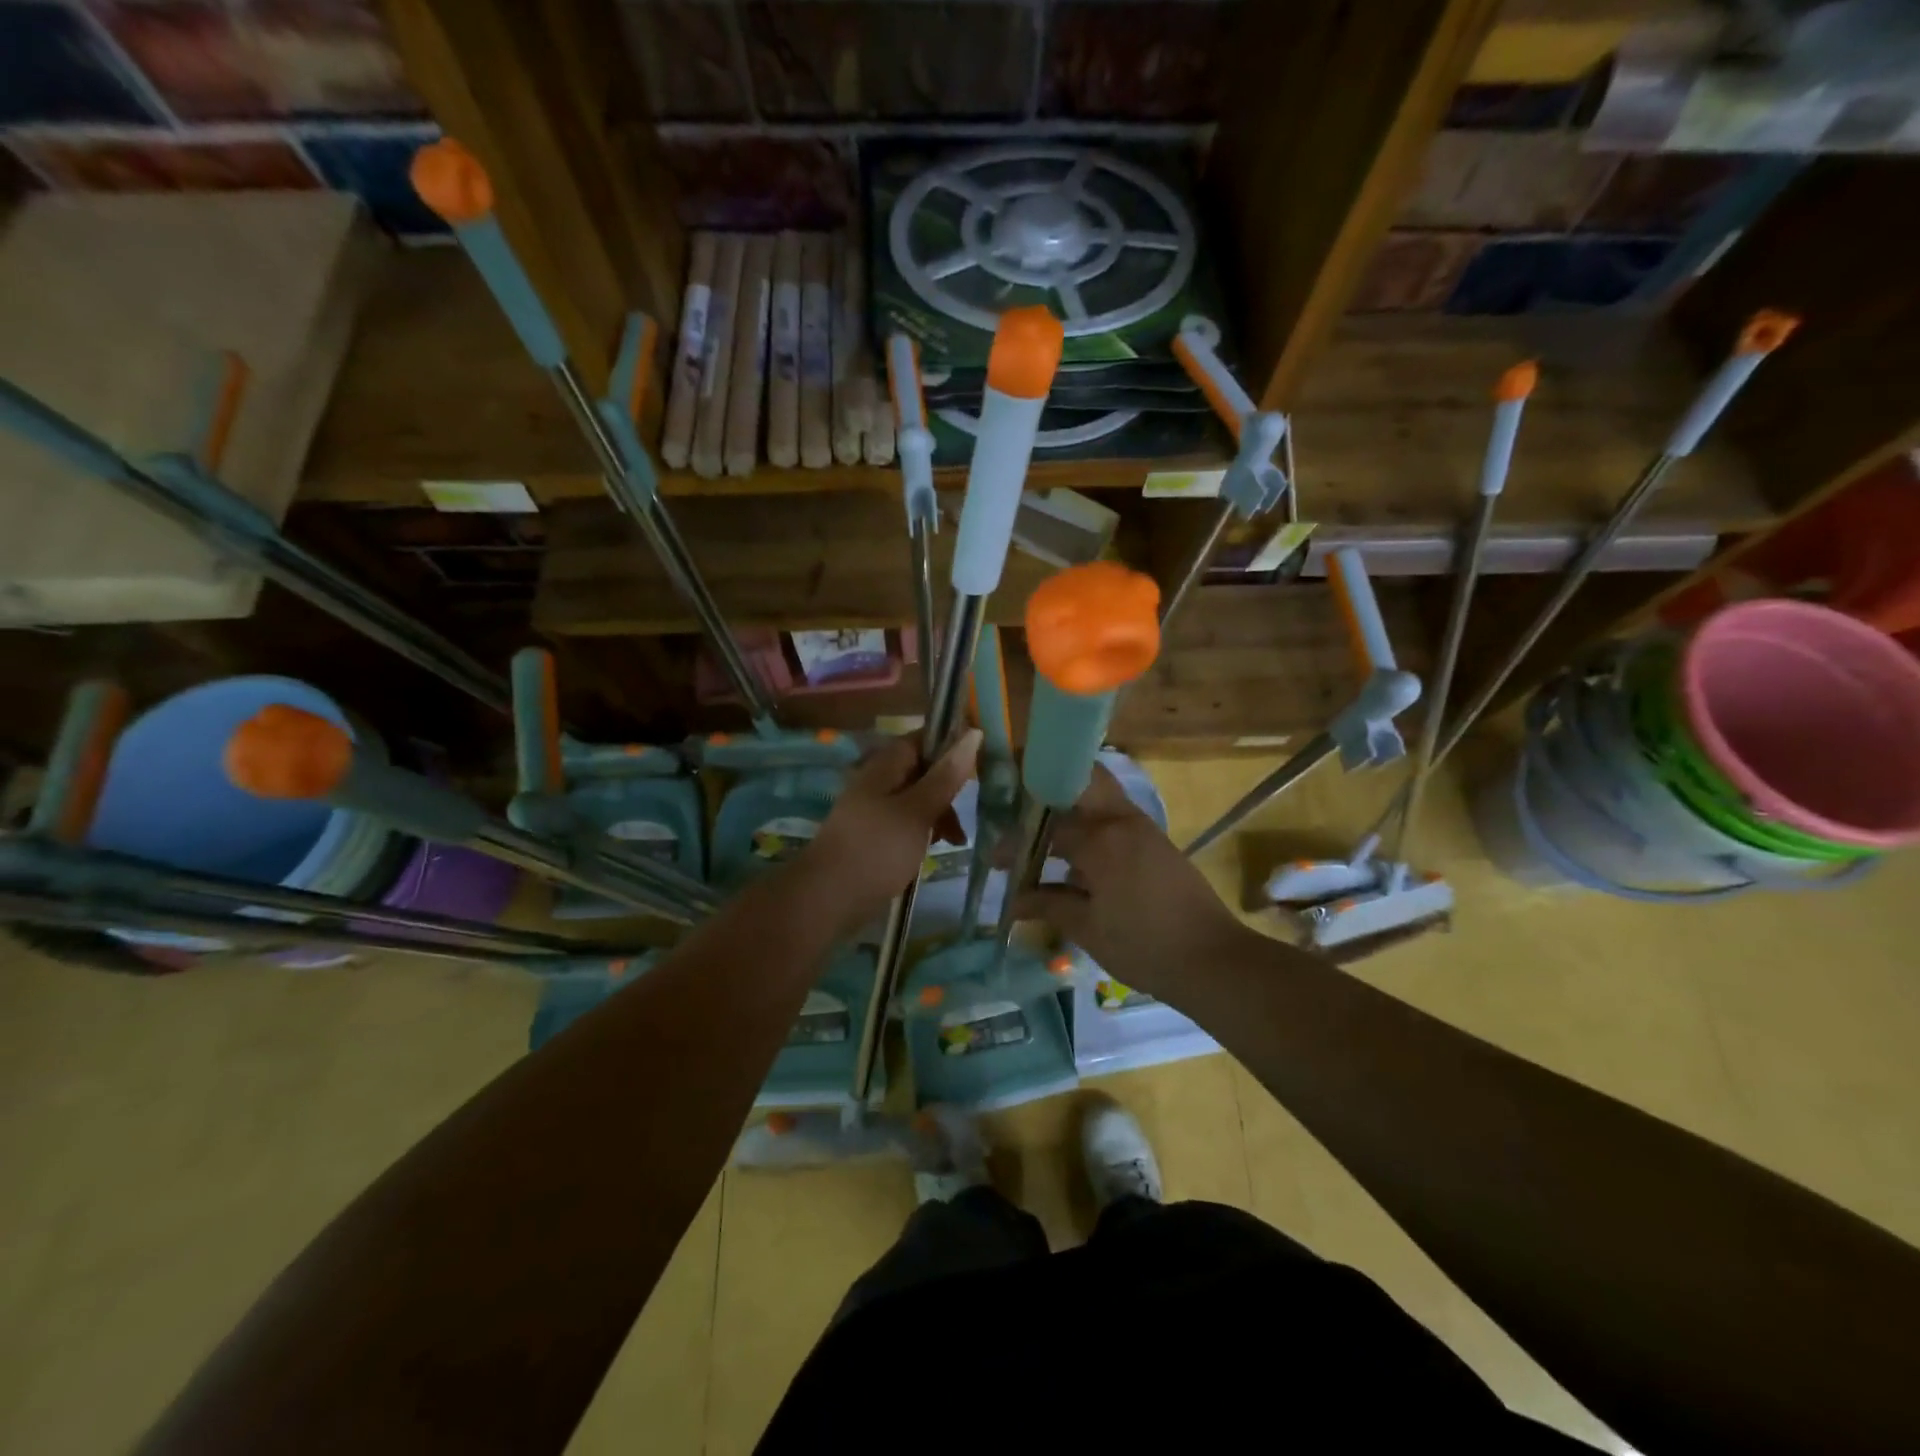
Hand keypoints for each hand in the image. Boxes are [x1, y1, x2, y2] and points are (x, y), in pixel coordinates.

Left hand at [797, 729, 980, 935]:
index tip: (980, 762)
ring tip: (955, 840)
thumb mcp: (918, 810)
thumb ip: (946, 775)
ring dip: (939, 814)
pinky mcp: (873, 837)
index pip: (922, 739)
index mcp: (885, 766)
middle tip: (969, 810)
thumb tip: (974, 733)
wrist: (827, 898)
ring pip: (916, 800)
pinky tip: (933, 850)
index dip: (951, 744)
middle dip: (948, 787)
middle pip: (921, 771)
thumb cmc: (877, 848)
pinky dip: (923, 832)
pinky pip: (905, 824)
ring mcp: (873, 811)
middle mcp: (878, 782)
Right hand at [1012, 765, 1246, 998]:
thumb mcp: (1087, 928)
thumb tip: (1013, 900)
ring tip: (1040, 830)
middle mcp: (1123, 820)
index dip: (1016, 838)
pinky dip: (1090, 823)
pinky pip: (1115, 817)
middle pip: (1081, 779)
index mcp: (1102, 838)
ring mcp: (1144, 828)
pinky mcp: (1156, 843)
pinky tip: (1074, 855)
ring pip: (1100, 795)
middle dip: (1048, 785)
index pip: (1047, 825)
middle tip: (1018, 807)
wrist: (1214, 960)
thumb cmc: (1144, 946)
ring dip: (1070, 803)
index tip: (996, 856)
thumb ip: (1047, 904)